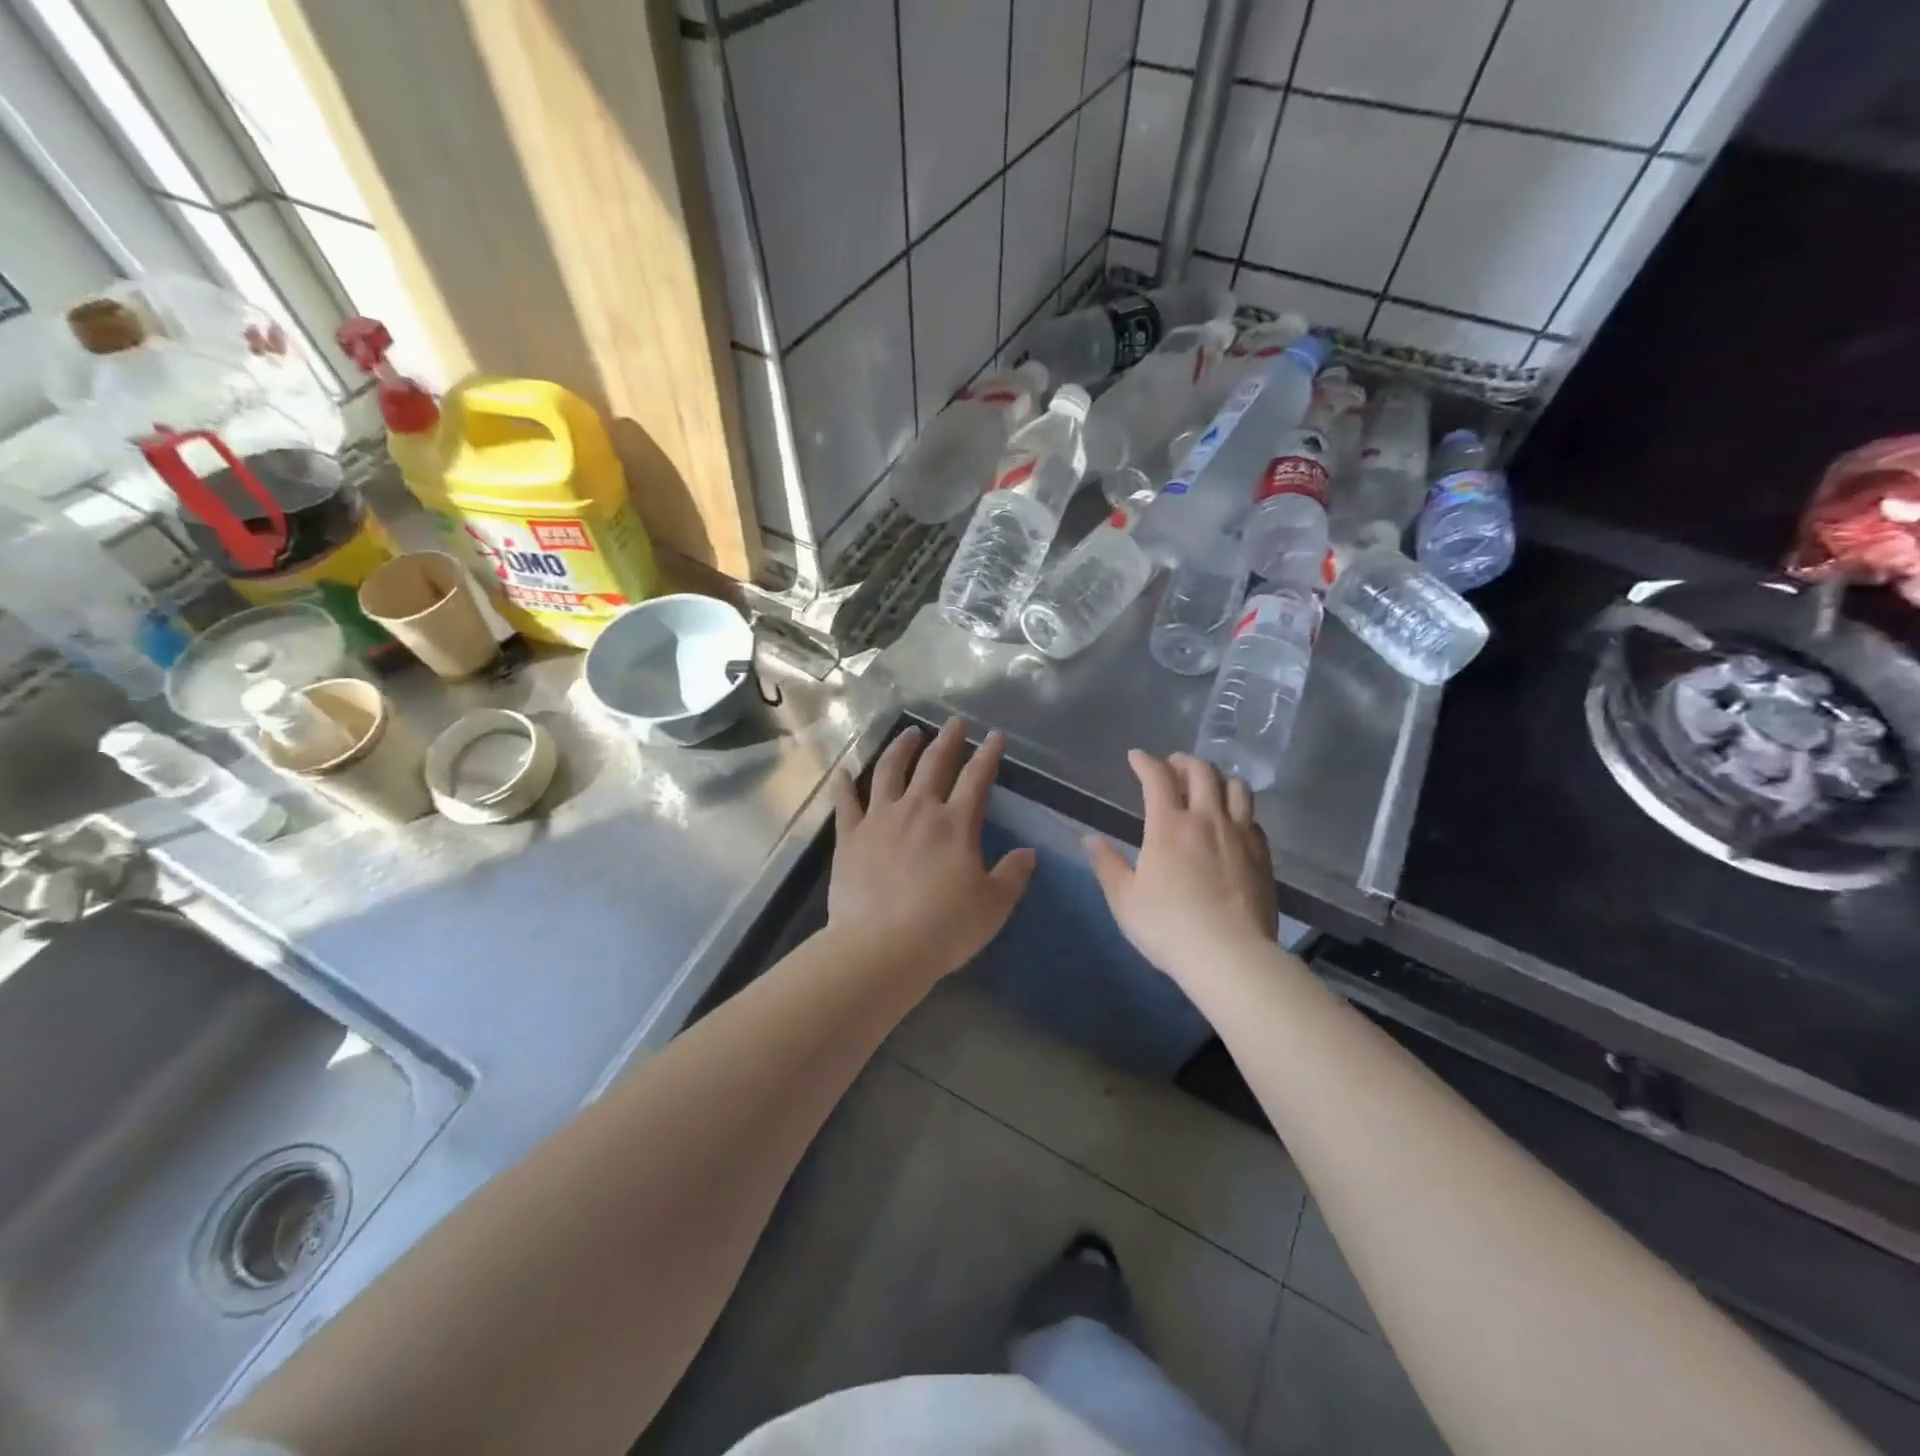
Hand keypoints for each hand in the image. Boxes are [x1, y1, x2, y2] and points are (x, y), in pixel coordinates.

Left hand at [826, 718, 1036, 980]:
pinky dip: (844, 784)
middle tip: (953, 723)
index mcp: (955, 823)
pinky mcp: (850, 836)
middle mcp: (918, 809)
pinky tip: (843, 771)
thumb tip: (1028, 853)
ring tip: (909, 733)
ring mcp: (880, 819)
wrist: (881, 948)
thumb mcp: (993, 905)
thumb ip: (1013, 875)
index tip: (995, 736)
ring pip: (889, 771)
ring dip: (901, 748)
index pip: (977, 778)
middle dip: (947, 740)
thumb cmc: (944, 928)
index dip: (988, 754)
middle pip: (934, 764)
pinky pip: (846, 802)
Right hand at [1085, 751, 1276, 982]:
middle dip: (1183, 761)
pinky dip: (1238, 809)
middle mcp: (1207, 819)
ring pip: (1236, 787)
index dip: (1145, 761)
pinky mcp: (1263, 855)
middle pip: (1202, 771)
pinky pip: (1252, 817)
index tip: (1136, 757)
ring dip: (1218, 778)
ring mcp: (1240, 835)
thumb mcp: (1124, 899)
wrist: (1230, 956)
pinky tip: (1231, 822)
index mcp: (1169, 825)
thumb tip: (1090, 839)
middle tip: (1172, 766)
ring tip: (1207, 786)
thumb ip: (1107, 864)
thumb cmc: (1168, 927)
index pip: (1157, 777)